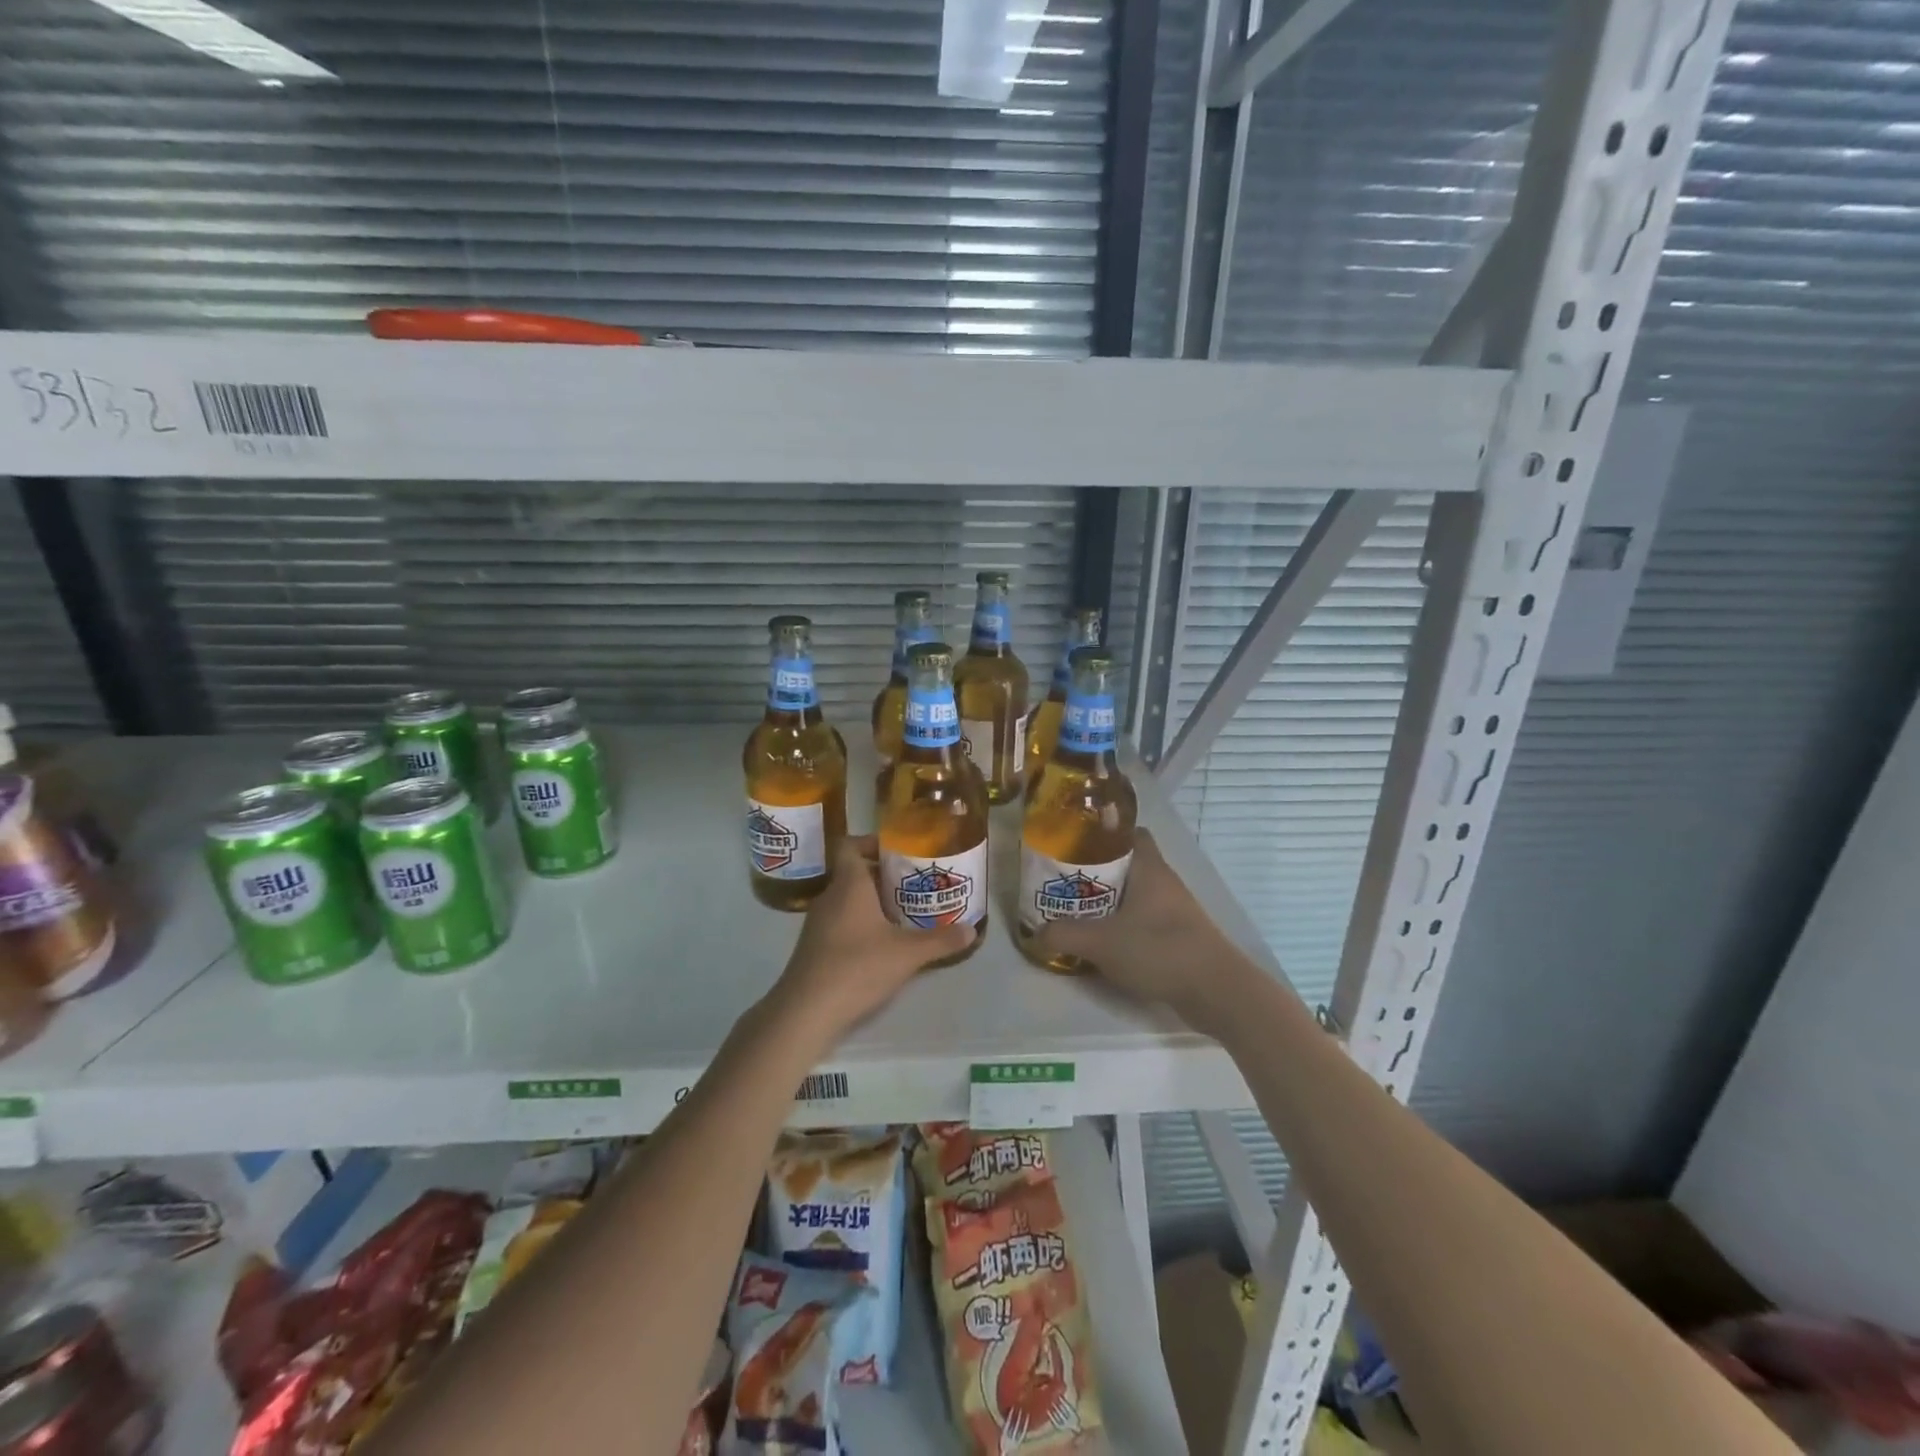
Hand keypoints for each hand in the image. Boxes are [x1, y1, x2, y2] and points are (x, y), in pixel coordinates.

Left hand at [766, 835, 973, 1042]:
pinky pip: (841, 921)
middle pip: (854, 873)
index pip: (851, 845)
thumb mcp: (907, 953)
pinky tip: (882, 943)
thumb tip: (972, 930)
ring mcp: (818, 922)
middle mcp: (830, 896)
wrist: (806, 1011)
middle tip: (915, 884)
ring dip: (873, 902)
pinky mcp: (815, 946)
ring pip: (848, 899)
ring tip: (905, 912)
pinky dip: (861, 924)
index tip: (899, 851)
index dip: (872, 842)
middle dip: (884, 876)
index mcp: (849, 884)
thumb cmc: (857, 967)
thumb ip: (941, 940)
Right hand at [1034, 829, 1253, 1033]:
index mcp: (1149, 868)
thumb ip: (1064, 934)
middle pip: (1127, 864)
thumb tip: (1037, 932)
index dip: (1103, 833)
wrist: (1217, 992)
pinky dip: (1124, 926)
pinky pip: (1144, 920)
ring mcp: (1175, 911)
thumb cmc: (1159, 951)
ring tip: (1076, 912)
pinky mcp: (1179, 937)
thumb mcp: (1101, 942)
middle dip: (1096, 871)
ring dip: (1108, 902)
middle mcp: (1164, 882)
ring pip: (1135, 894)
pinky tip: (1104, 943)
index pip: (1129, 832)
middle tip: (1064, 882)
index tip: (1074, 842)